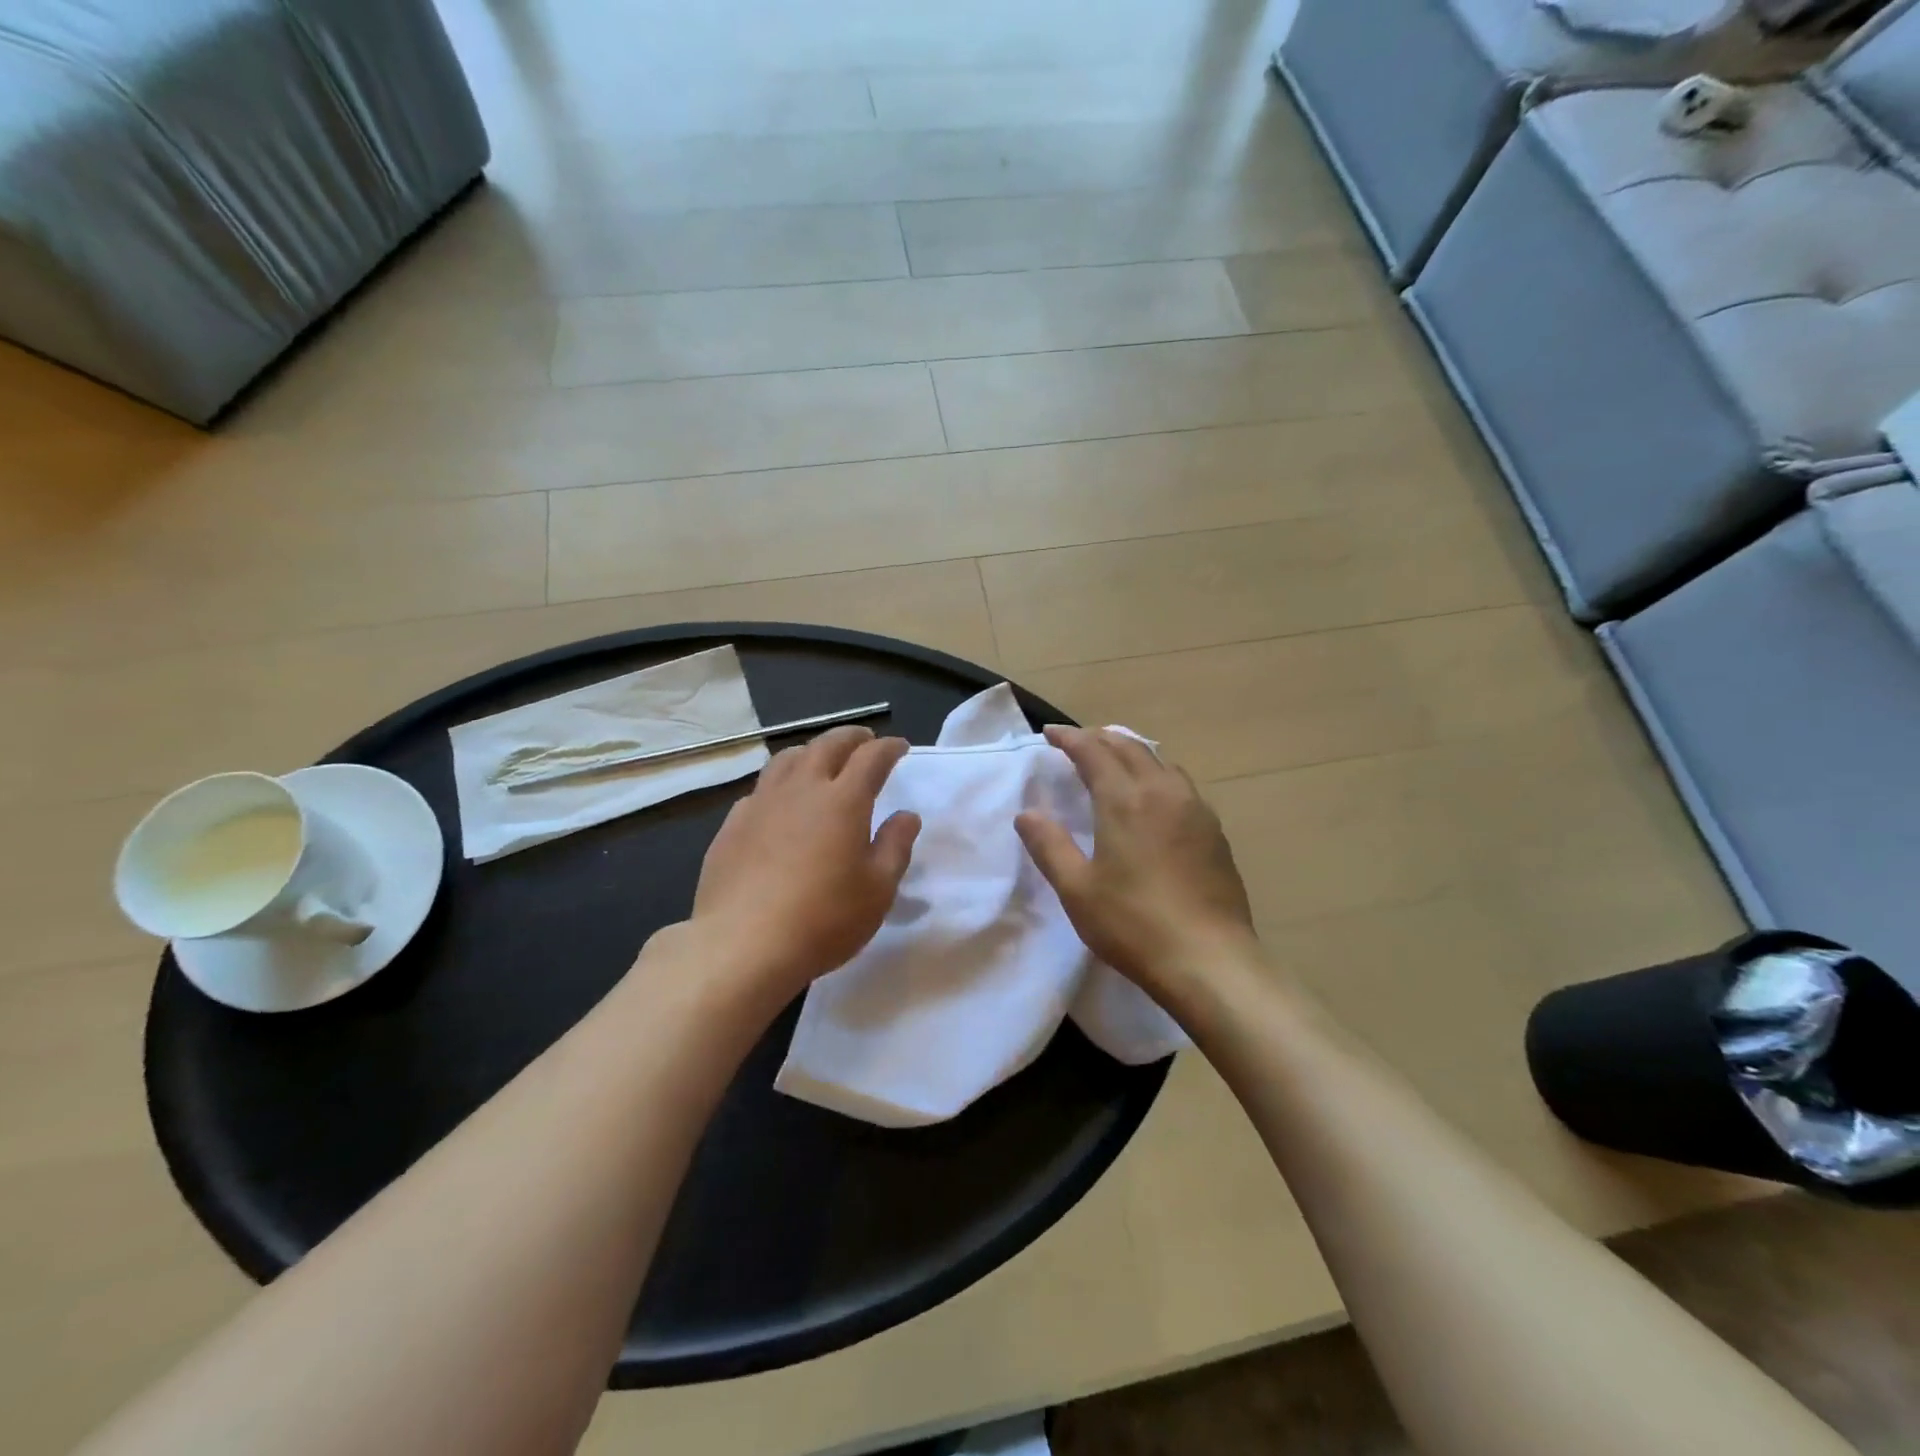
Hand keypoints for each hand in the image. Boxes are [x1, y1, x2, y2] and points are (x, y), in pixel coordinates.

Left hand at [690, 725, 919, 1001]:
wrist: (742, 945)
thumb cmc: (824, 919)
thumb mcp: (878, 890)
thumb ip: (896, 847)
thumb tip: (906, 815)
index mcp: (843, 800)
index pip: (871, 758)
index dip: (888, 748)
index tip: (900, 747)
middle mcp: (802, 790)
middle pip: (827, 745)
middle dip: (851, 737)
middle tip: (864, 740)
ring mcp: (761, 804)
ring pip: (787, 759)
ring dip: (811, 751)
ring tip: (821, 760)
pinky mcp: (733, 826)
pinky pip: (760, 789)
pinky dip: (779, 784)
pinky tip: (779, 803)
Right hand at [1016, 727, 1255, 1005]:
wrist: (1210, 960)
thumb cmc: (1134, 925)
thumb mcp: (1077, 890)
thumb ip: (1049, 846)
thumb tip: (1026, 814)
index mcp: (1125, 800)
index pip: (1093, 752)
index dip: (1069, 738)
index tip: (1049, 734)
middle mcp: (1163, 792)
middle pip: (1130, 748)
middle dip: (1100, 739)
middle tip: (1078, 742)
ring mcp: (1195, 809)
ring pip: (1160, 762)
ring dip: (1132, 752)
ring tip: (1115, 760)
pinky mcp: (1214, 831)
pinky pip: (1181, 784)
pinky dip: (1157, 774)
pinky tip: (1154, 796)